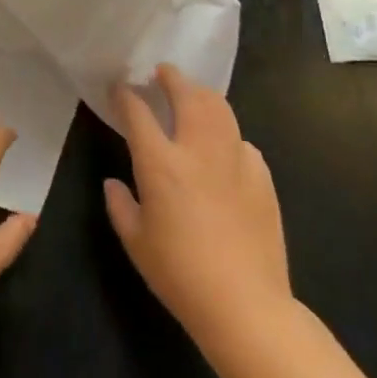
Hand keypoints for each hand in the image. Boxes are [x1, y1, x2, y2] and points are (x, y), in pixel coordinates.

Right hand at [104, 65, 293, 351]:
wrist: (245, 305)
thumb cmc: (179, 274)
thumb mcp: (136, 242)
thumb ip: (120, 205)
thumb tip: (114, 183)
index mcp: (160, 164)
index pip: (138, 113)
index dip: (126, 95)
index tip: (120, 87)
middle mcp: (198, 151)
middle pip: (187, 96)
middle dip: (172, 78)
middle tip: (162, 73)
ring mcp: (235, 161)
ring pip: (220, 109)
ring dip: (202, 95)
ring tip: (193, 96)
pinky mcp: (262, 178)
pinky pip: (242, 142)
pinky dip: (228, 135)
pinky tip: (224, 148)